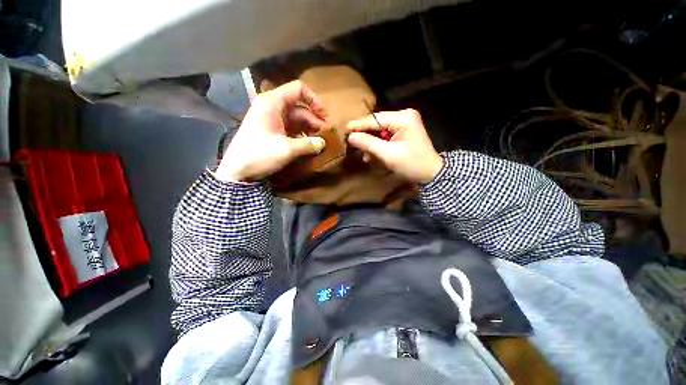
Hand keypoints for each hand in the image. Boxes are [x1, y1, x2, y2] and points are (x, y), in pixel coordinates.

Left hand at [216, 81, 327, 181]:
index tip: (324, 116)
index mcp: (272, 102)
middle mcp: (272, 106)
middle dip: (315, 120)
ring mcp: (272, 119)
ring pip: (297, 119)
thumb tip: (323, 143)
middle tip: (326, 135)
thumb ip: (308, 144)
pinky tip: (309, 144)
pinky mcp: (272, 130)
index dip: (314, 100)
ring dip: (310, 128)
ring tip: (320, 141)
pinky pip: (292, 128)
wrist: (237, 171)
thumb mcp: (286, 149)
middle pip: (300, 107)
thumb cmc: (260, 155)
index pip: (298, 89)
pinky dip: (302, 134)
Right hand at [347, 109, 443, 183]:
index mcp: (403, 118)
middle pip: (377, 123)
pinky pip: (386, 135)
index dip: (358, 125)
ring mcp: (405, 123)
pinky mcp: (404, 131)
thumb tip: (351, 136)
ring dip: (371, 142)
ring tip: (365, 155)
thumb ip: (368, 143)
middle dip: (365, 135)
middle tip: (353, 145)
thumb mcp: (388, 155)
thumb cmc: (411, 164)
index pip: (375, 119)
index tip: (344, 130)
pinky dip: (379, 144)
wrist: (430, 174)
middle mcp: (404, 115)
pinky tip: (373, 155)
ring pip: (380, 130)